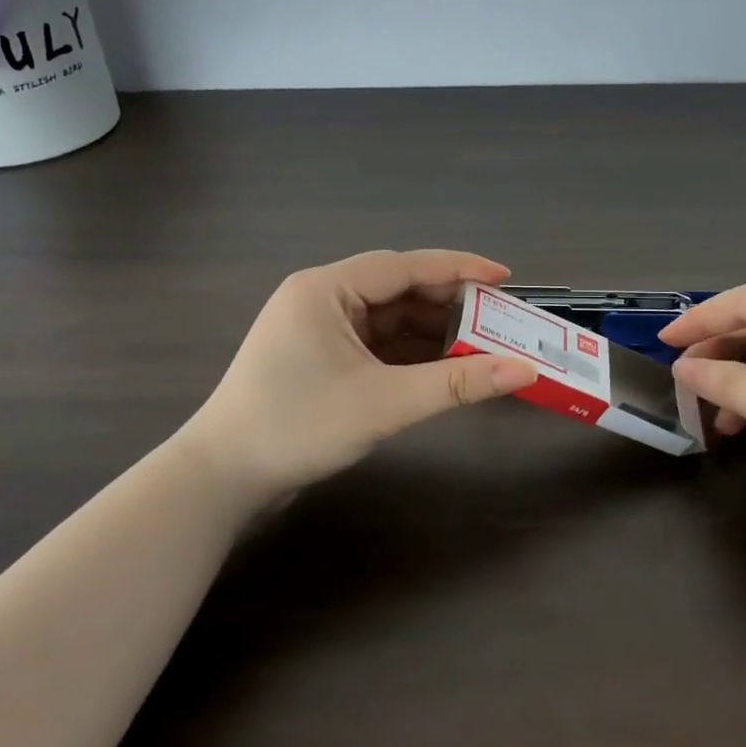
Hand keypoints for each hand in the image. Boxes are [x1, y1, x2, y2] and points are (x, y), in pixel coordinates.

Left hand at [184, 250, 537, 499]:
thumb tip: (524, 370)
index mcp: (326, 289)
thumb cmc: (297, 428)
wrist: (221, 480)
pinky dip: (410, 354)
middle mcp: (321, 299)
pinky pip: (376, 344)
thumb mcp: (384, 403)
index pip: (405, 266)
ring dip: (432, 332)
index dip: (459, 269)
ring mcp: (318, 329)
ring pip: (389, 319)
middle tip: (500, 320)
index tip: (505, 279)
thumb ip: (457, 384)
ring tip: (482, 346)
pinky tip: (443, 367)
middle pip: (398, 290)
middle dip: (449, 306)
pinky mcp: (320, 358)